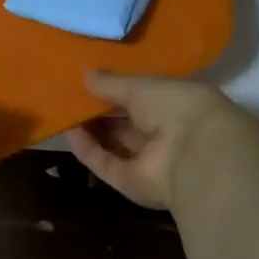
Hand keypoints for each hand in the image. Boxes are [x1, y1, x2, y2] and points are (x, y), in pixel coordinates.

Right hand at [64, 71, 239, 210]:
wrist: (195, 154)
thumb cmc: (175, 106)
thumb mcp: (141, 86)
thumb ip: (112, 82)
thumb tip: (87, 75)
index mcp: (176, 106)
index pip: (143, 98)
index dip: (118, 90)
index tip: (91, 80)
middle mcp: (165, 135)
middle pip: (126, 123)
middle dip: (100, 111)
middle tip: (71, 95)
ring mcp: (149, 162)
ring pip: (114, 144)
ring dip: (90, 130)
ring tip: (63, 110)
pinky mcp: (132, 183)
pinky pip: (106, 163)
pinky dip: (88, 149)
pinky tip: (68, 131)